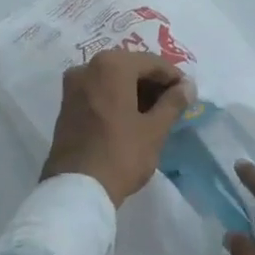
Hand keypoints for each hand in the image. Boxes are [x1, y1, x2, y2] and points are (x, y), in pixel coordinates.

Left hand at [41, 51, 190, 206]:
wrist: (75, 192)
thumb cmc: (121, 154)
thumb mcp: (155, 129)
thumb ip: (174, 102)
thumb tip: (188, 86)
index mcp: (112, 65)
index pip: (152, 63)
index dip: (174, 77)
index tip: (188, 94)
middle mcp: (89, 67)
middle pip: (131, 68)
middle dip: (153, 84)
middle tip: (173, 104)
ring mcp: (73, 86)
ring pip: (113, 79)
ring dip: (135, 91)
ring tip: (155, 113)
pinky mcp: (66, 106)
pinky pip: (98, 91)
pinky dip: (117, 98)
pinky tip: (132, 118)